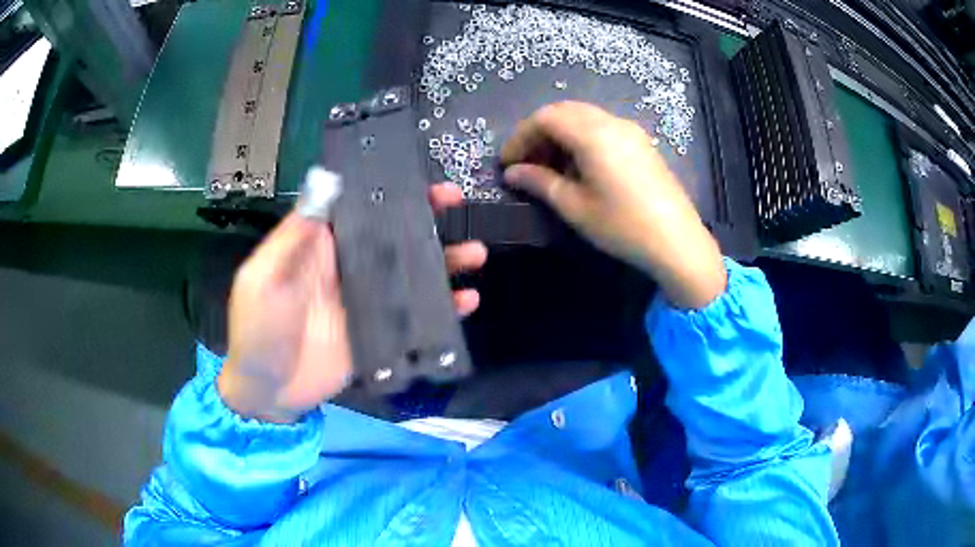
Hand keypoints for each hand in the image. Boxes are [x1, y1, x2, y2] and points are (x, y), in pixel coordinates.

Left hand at [217, 183, 486, 422]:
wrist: (267, 392)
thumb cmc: (257, 330)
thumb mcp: (264, 278)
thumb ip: (294, 236)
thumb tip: (325, 182)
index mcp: (318, 247)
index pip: (358, 208)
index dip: (388, 191)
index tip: (419, 179)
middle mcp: (346, 268)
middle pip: (391, 236)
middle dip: (424, 219)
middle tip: (457, 203)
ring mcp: (365, 302)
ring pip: (409, 274)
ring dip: (442, 261)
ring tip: (475, 254)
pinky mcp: (378, 334)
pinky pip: (414, 317)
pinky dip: (441, 309)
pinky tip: (466, 302)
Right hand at [501, 101, 724, 308]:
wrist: (678, 241)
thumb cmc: (623, 226)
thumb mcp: (576, 207)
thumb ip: (540, 183)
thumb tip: (512, 172)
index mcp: (593, 134)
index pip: (545, 118)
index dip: (521, 137)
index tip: (507, 163)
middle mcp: (612, 122)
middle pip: (564, 111)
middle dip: (539, 132)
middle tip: (526, 163)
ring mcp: (630, 131)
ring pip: (584, 118)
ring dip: (560, 135)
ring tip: (549, 167)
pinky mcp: (641, 143)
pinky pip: (603, 128)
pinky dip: (582, 139)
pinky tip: (579, 167)